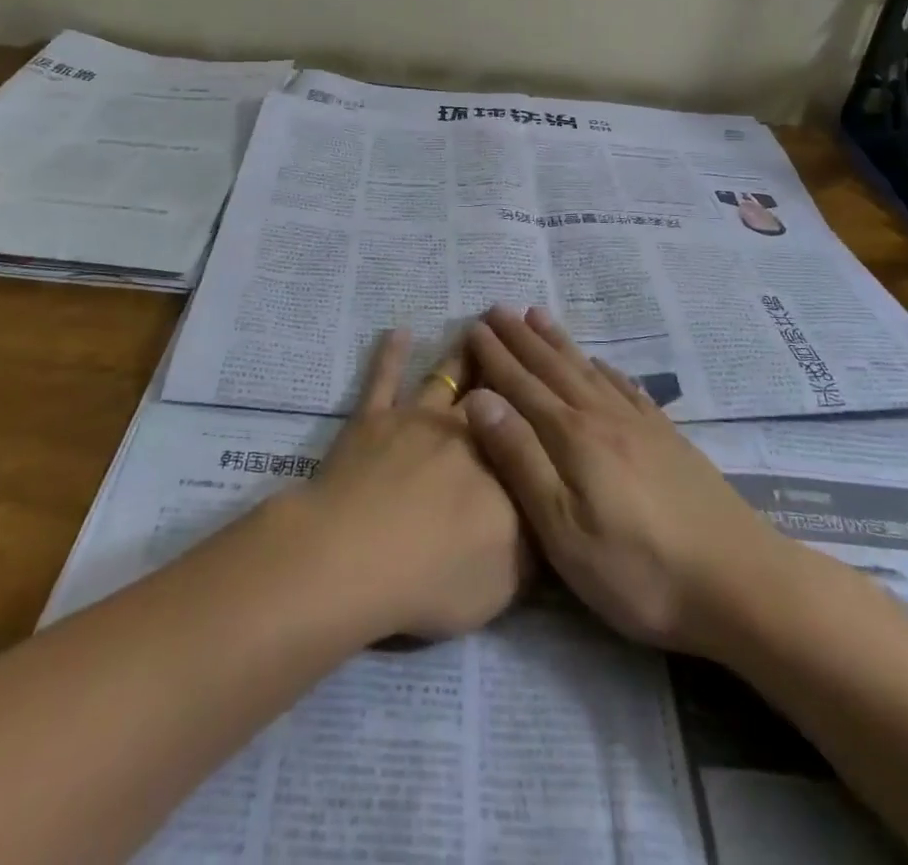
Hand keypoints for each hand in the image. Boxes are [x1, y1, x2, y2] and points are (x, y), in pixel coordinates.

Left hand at [293, 329, 526, 641]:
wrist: (355, 557)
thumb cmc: (436, 578)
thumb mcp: (506, 582)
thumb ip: (533, 547)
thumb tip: (549, 518)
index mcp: (502, 468)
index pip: (529, 435)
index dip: (541, 411)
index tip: (552, 384)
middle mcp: (465, 432)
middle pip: (492, 393)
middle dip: (507, 366)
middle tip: (520, 337)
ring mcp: (416, 419)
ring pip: (445, 376)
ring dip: (462, 352)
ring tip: (477, 326)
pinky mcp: (372, 418)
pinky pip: (384, 378)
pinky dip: (391, 354)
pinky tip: (398, 332)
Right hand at [461, 306, 779, 653]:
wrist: (739, 583)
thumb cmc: (638, 569)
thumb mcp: (562, 529)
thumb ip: (521, 459)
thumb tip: (479, 400)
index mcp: (572, 437)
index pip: (522, 386)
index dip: (495, 357)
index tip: (473, 327)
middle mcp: (603, 418)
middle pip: (553, 368)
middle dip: (521, 338)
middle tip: (497, 308)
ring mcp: (640, 426)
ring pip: (588, 370)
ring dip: (559, 342)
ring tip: (538, 315)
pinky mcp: (669, 440)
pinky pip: (628, 389)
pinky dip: (607, 370)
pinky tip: (603, 364)